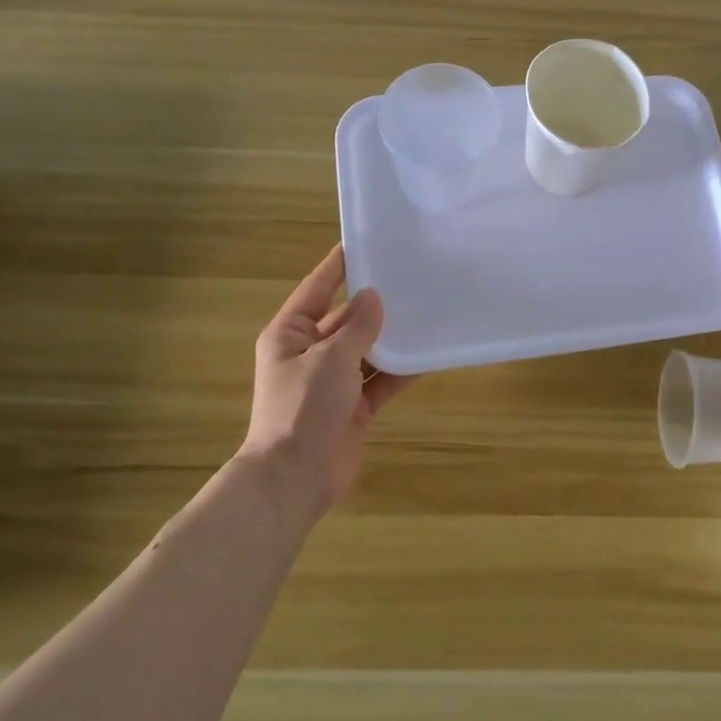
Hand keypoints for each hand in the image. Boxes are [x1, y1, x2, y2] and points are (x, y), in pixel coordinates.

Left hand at [242, 245, 409, 519]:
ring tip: (428, 309)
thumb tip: (374, 296)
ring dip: (392, 336)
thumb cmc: (302, 408)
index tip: (365, 241)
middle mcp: (310, 353)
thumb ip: (357, 327)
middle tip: (411, 276)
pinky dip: (401, 370)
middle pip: (346, 318)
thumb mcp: (330, 359)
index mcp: (291, 334)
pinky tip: (429, 354)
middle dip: (375, 303)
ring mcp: (333, 382)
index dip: (339, 265)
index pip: (317, 288)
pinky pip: (380, 380)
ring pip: (367, 349)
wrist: (295, 479)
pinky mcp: (353, 407)